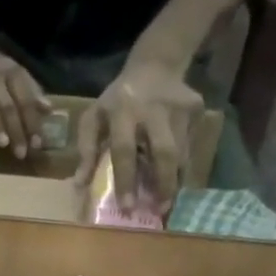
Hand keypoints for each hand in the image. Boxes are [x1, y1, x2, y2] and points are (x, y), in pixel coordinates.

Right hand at [0, 42, 50, 157]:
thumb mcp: (16, 74)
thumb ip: (32, 92)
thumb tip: (49, 110)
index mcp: (13, 74)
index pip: (25, 100)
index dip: (32, 122)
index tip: (37, 144)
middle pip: (8, 105)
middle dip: (16, 129)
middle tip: (21, 153)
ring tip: (3, 144)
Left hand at [71, 60, 205, 212]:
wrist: (155, 65)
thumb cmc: (118, 99)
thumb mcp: (95, 117)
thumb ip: (87, 149)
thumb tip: (80, 183)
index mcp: (122, 110)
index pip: (124, 150)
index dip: (126, 180)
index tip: (127, 208)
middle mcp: (153, 109)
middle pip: (163, 152)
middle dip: (163, 184)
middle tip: (160, 210)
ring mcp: (178, 108)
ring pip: (180, 153)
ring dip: (173, 180)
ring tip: (166, 201)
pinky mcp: (196, 109)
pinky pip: (189, 145)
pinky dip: (181, 165)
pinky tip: (174, 175)